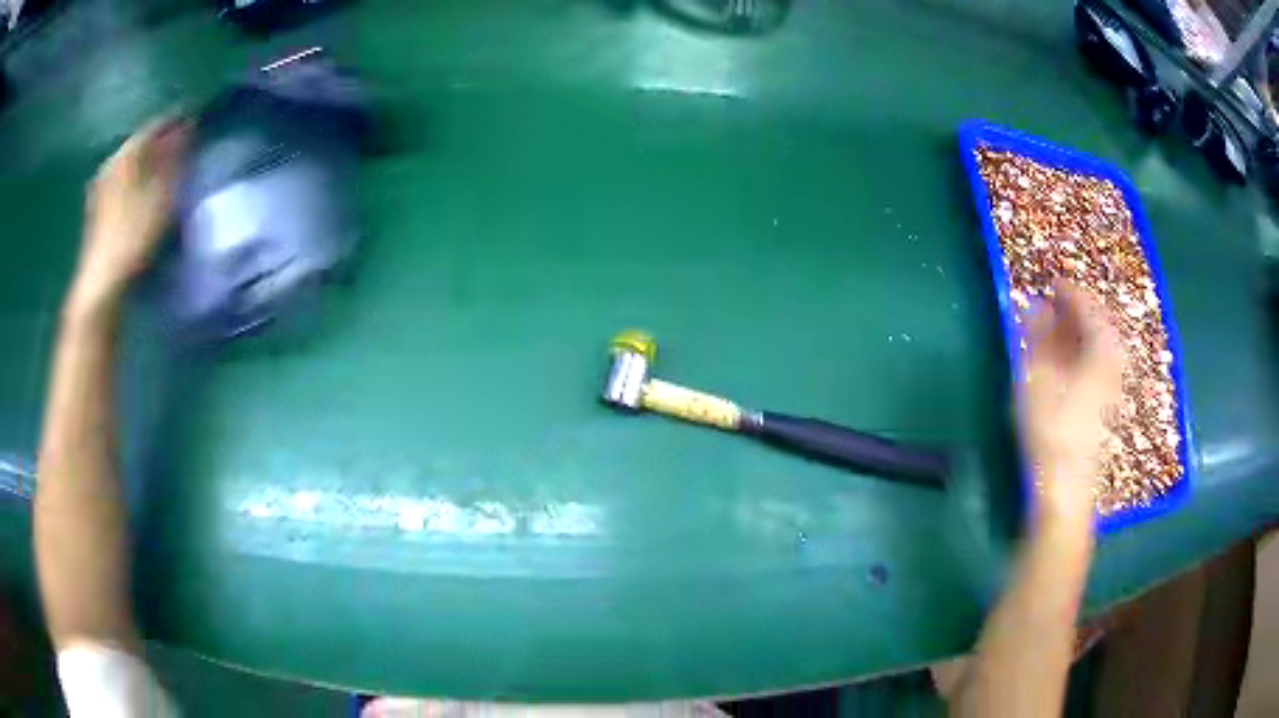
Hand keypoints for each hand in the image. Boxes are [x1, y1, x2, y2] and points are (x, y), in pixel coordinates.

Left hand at [71, 116, 187, 311]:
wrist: (102, 284)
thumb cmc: (133, 236)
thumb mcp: (162, 194)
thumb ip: (175, 157)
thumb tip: (188, 127)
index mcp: (127, 152)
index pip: (156, 124)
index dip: (177, 121)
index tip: (196, 121)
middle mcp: (111, 162)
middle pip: (142, 144)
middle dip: (162, 143)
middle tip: (183, 147)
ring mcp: (101, 188)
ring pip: (131, 164)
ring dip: (148, 164)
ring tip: (167, 171)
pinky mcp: (97, 211)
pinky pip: (123, 183)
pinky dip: (137, 182)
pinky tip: (146, 193)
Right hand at [1019, 281, 1124, 527]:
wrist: (1066, 490)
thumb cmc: (1051, 430)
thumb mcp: (1036, 378)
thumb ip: (1037, 337)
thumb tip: (1036, 305)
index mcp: (1103, 350)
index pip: (1090, 308)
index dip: (1070, 292)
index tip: (1051, 282)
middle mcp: (1114, 364)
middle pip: (1099, 326)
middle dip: (1076, 313)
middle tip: (1053, 304)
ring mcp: (1113, 389)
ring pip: (1099, 348)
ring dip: (1078, 335)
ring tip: (1056, 331)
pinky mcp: (1107, 409)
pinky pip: (1099, 367)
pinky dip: (1083, 356)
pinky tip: (1067, 363)